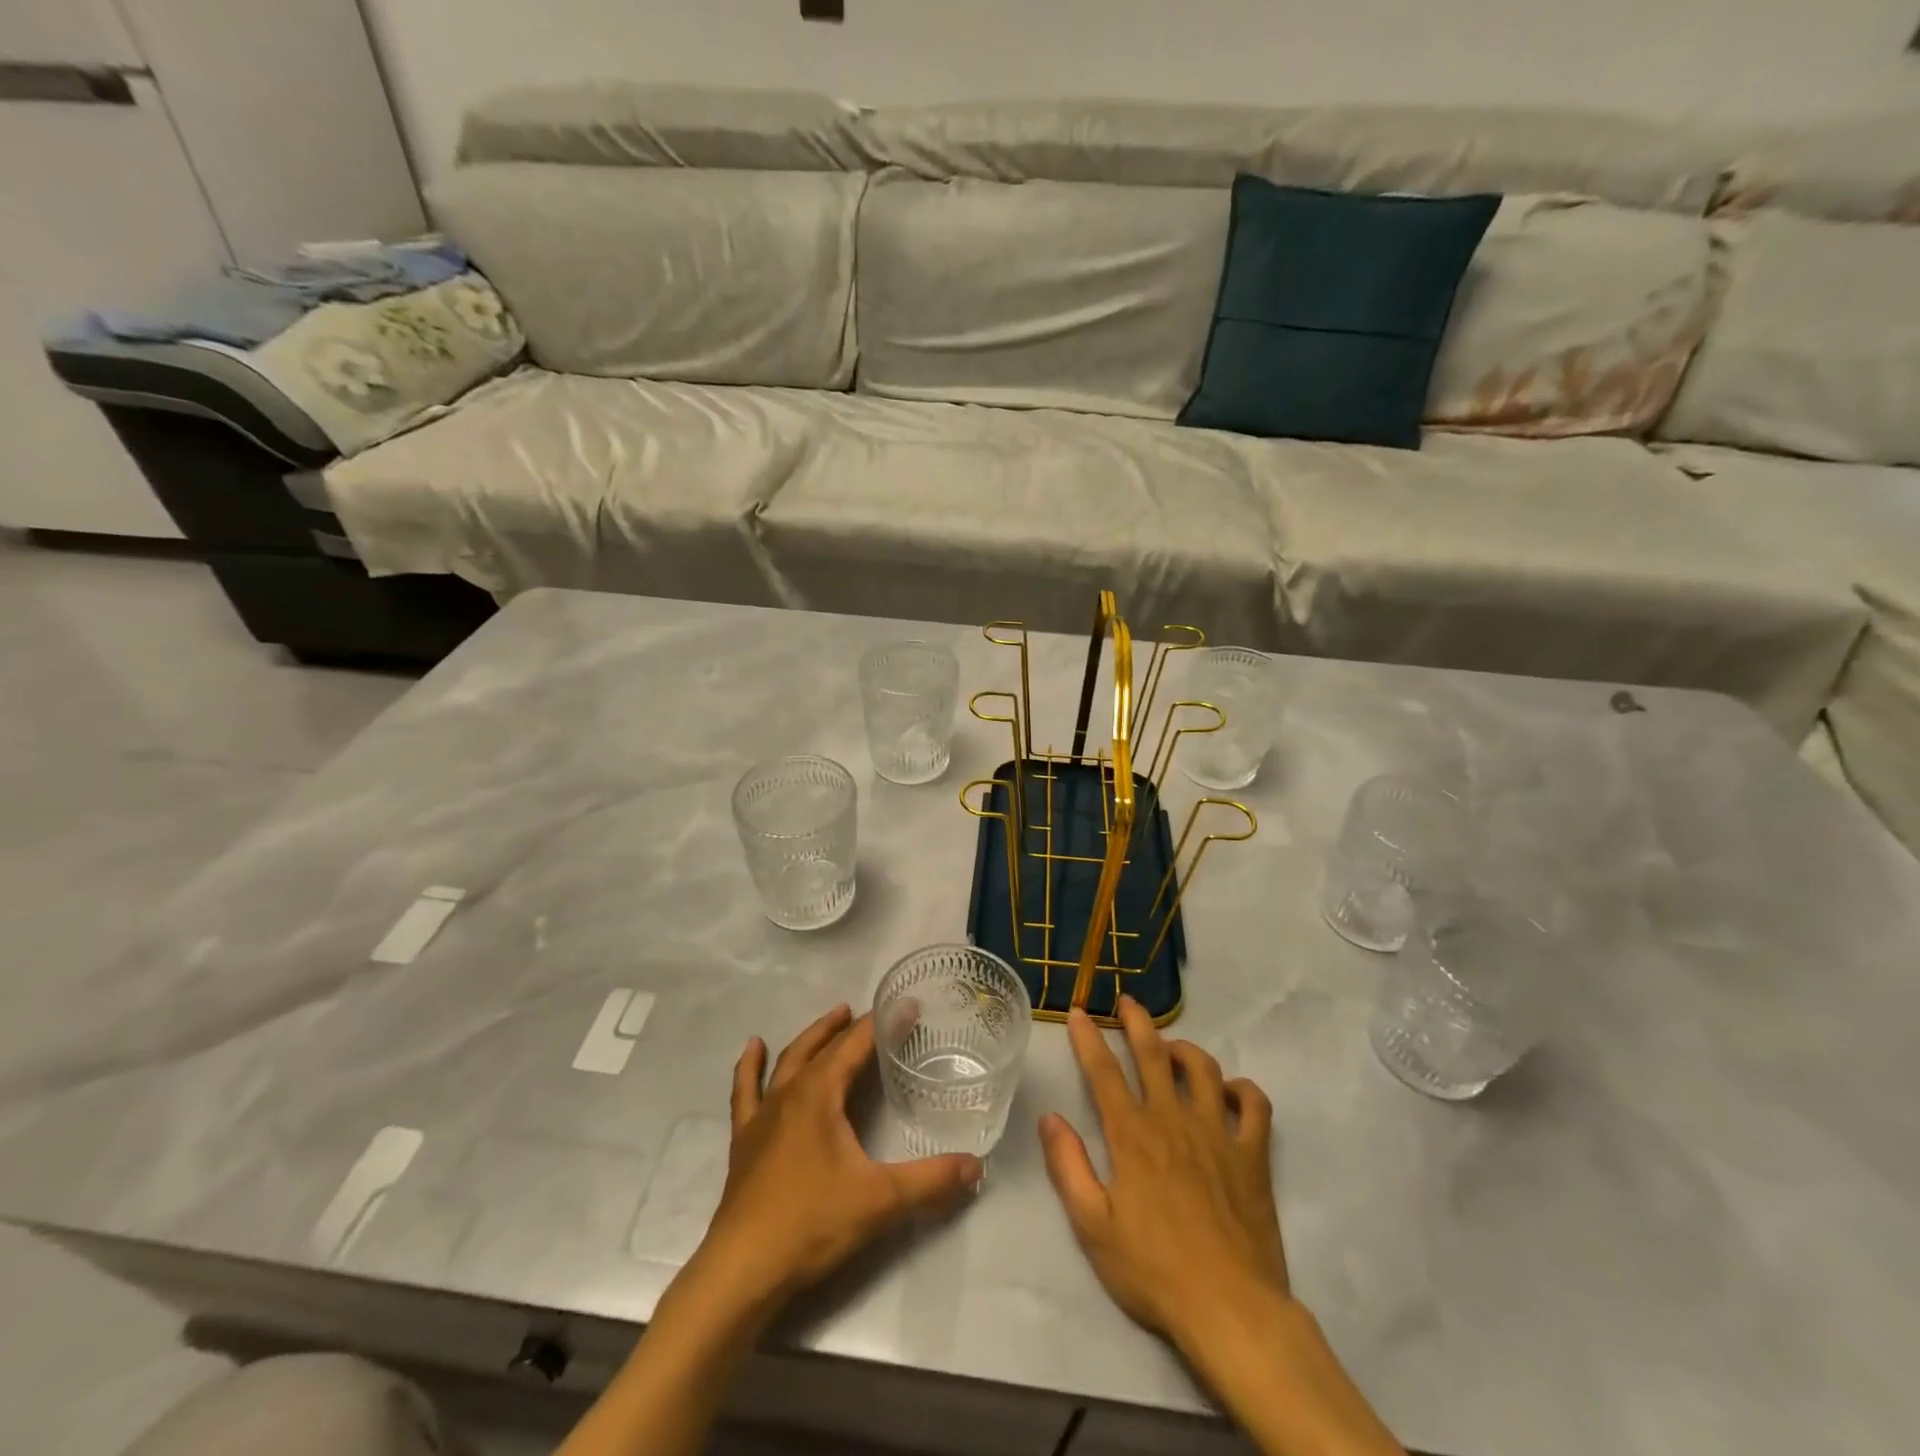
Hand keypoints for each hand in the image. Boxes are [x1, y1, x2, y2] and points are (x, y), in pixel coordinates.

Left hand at [692, 1004, 983, 1318]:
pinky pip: (745, 1092)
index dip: (882, 1024)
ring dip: (812, 1037)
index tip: (907, 1006)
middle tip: (870, 1012)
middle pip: (822, 1046)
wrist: (742, 1270)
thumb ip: (930, 1181)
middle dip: (848, 1026)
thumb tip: (976, 1167)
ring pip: (788, 1061)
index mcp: (820, 1094)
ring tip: (831, 1018)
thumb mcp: (880, 1200)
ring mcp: (762, 1115)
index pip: (857, 1045)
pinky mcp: (745, 1140)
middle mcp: (790, 1093)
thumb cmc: (811, 1223)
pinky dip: (750, 1067)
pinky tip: (753, 1048)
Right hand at [1039, 996, 1287, 1346]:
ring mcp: (1218, 1133)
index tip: (1077, 1012)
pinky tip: (1231, 1091)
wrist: (1230, 1309)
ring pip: (1204, 1068)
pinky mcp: (1253, 1155)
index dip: (1088, 1038)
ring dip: (1185, 1049)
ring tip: (1172, 1047)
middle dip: (1137, 1022)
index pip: (1104, 1072)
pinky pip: (1255, 1105)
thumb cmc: (1154, 1270)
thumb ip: (1068, 1166)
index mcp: (1132, 1136)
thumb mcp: (1092, 1226)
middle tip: (1127, 1001)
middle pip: (1154, 1054)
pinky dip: (1243, 1089)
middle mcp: (1173, 1120)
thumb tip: (1049, 1117)